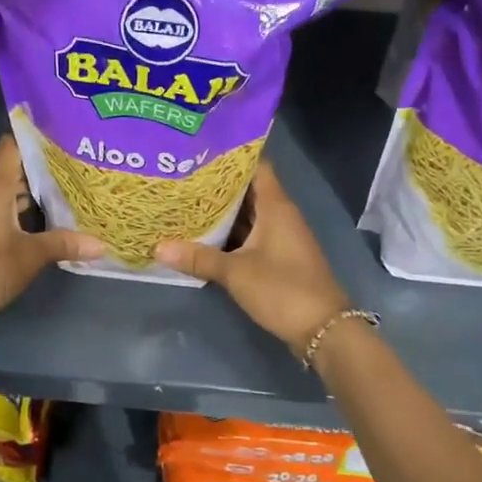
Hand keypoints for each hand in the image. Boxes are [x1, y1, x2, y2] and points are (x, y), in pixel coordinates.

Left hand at [0, 137, 101, 338]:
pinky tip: (30, 223)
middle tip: (70, 177)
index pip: (12, 145)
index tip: (61, 141)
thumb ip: (64, 244)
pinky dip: (5, 209)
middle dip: (36, 174)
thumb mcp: (30, 257)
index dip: (35, 140)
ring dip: (21, 196)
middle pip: (7, 169)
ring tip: (57, 199)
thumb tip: (102, 245)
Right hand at [155, 163, 349, 356]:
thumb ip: (198, 258)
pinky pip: (250, 237)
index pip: (255, 166)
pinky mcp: (278, 259)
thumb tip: (158, 247)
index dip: (230, 157)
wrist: (323, 329)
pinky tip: (203, 237)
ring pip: (248, 216)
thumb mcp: (235, 272)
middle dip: (217, 186)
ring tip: (185, 203)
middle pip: (248, 191)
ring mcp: (281, 238)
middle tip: (182, 178)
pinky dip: (229, 235)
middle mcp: (280, 216)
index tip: (200, 152)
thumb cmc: (282, 289)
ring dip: (222, 213)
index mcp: (276, 207)